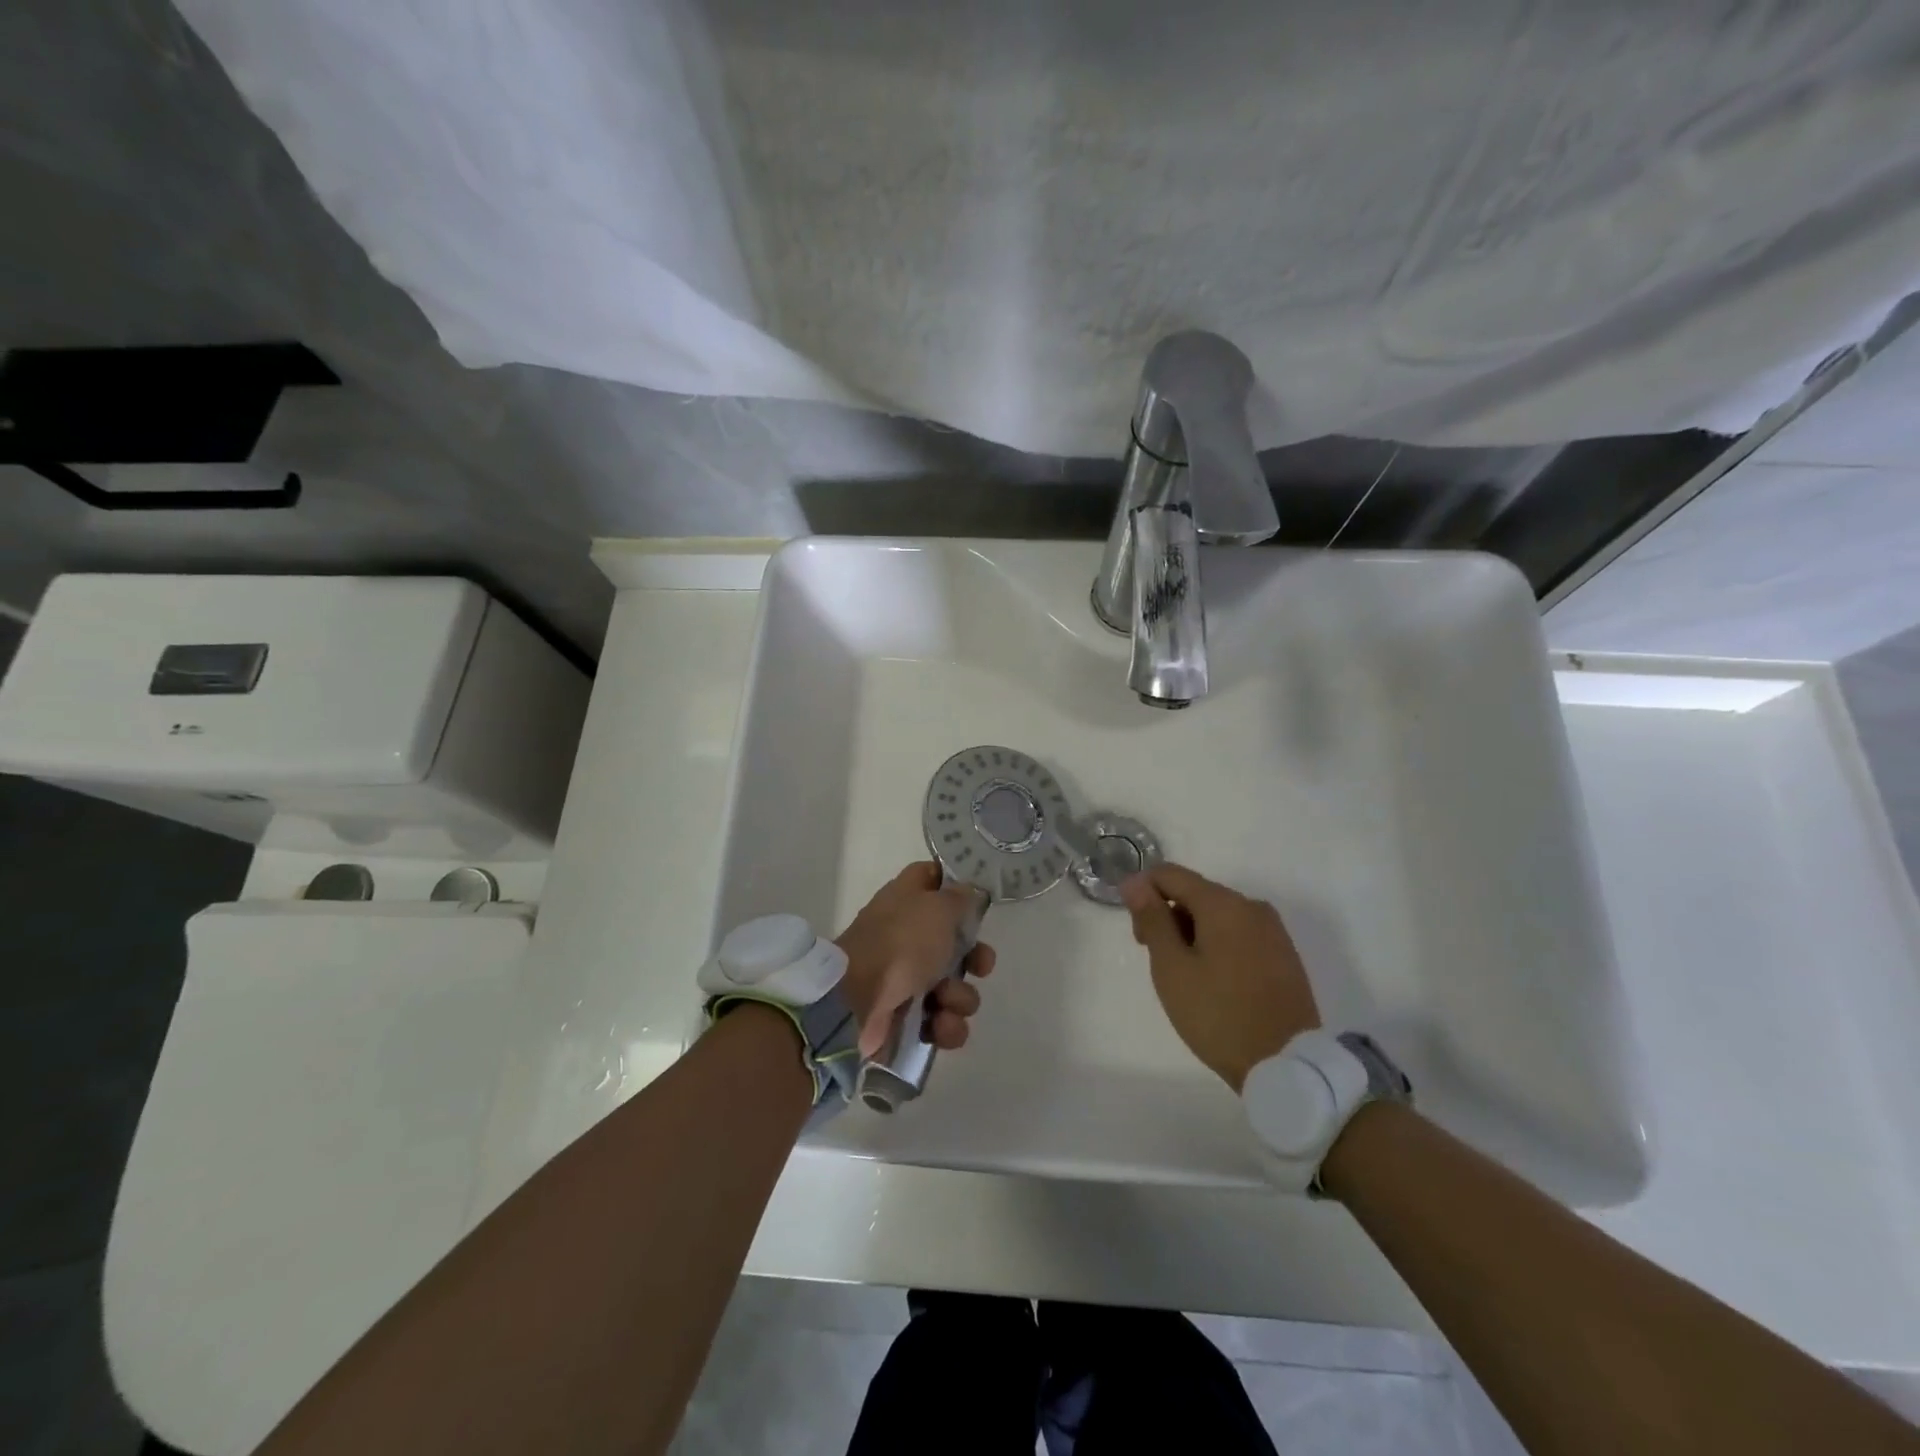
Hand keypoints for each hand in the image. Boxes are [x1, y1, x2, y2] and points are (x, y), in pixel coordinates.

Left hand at [836, 862, 996, 1057]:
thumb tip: (968, 892)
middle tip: (981, 966)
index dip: (956, 886)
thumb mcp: (938, 907)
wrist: (856, 1002)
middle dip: (976, 958)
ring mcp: (905, 979)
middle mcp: (907, 936)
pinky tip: (939, 1025)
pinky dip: (946, 1026)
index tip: (978, 899)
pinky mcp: (906, 1019)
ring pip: (955, 986)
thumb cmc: (900, 943)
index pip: (933, 879)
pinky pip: (943, 1021)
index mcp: (908, 900)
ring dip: (960, 997)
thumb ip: (960, 897)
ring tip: (945, 1001)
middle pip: (955, 943)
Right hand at [1121, 864, 1320, 1092]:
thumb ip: (1152, 919)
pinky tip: (1212, 980)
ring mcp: (1273, 931)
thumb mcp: (1172, 967)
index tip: (1136, 932)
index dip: (1142, 893)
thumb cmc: (1218, 1015)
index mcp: (1223, 903)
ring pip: (1218, 914)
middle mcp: (1252, 906)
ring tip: (1184, 975)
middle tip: (1155, 959)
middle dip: (1167, 915)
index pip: (1170, 874)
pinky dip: (1216, 944)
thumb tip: (1134, 882)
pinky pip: (1239, 933)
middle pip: (1195, 892)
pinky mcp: (1284, 954)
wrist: (1287, 1066)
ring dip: (1191, 932)